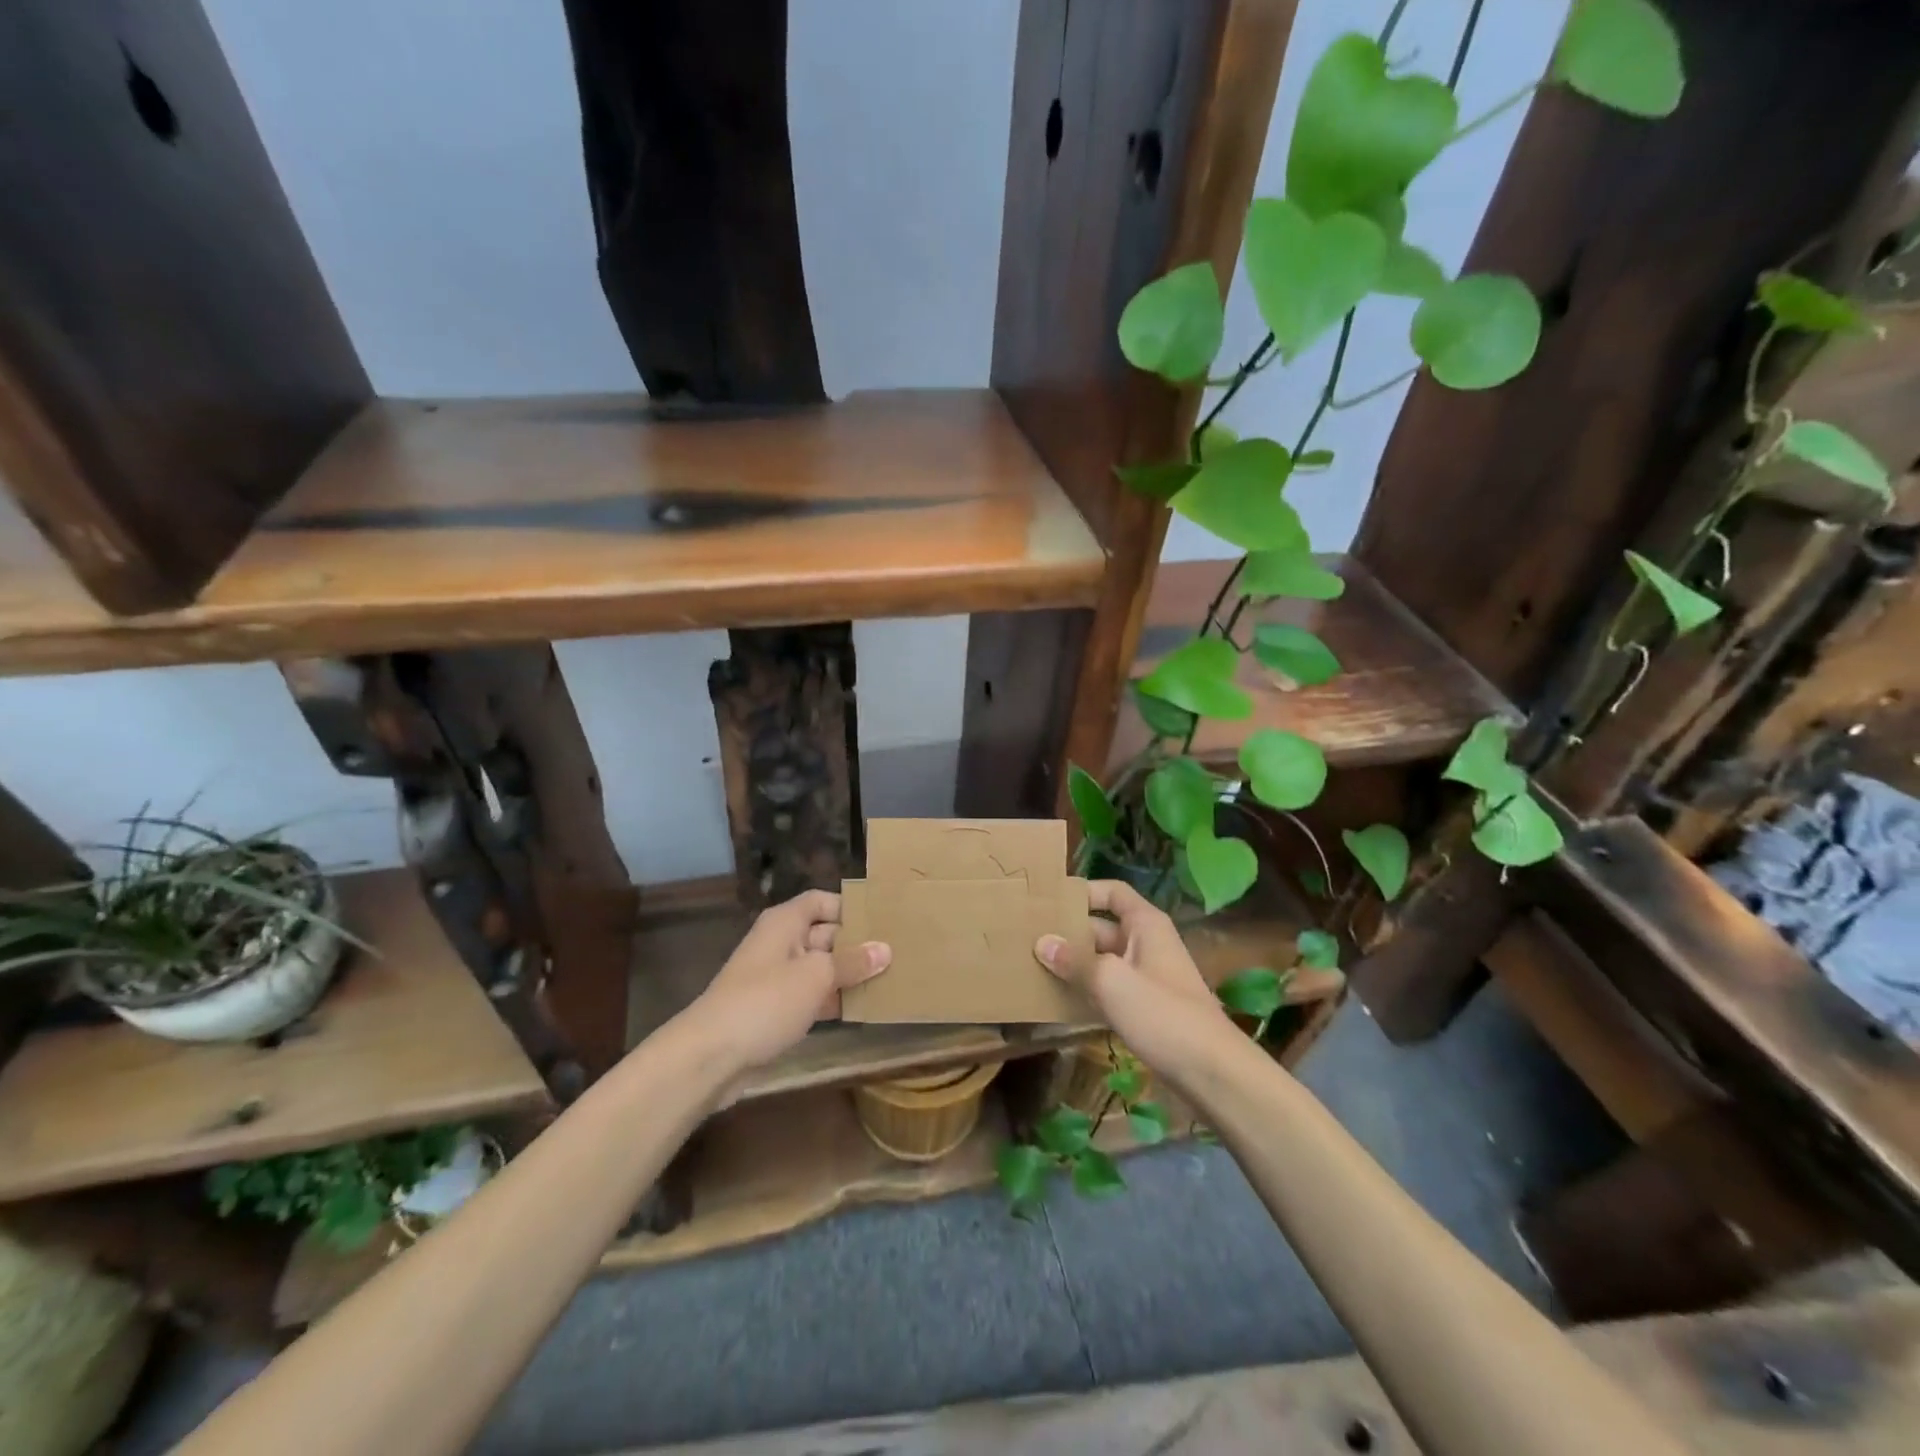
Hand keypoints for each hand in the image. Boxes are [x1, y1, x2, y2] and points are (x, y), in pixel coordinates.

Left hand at [686, 889, 890, 1076]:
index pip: (822, 901)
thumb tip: (885, 949)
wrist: (712, 1055)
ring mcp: (777, 977)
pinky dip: (833, 1000)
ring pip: (821, 968)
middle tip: (897, 954)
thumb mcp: (816, 976)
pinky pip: (811, 995)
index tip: (884, 921)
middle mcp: (781, 943)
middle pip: (825, 934)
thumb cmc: (766, 1001)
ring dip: (848, 975)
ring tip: (889, 981)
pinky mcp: (775, 1009)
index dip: (850, 908)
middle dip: (857, 945)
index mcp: (785, 923)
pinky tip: (862, 1009)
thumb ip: (853, 961)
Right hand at [1034, 880, 1233, 1078]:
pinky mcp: (1143, 1007)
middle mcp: (1145, 943)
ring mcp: (1145, 977)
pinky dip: (1085, 990)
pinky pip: (1107, 988)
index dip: (1083, 892)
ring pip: (1101, 960)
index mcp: (1145, 925)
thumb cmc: (1163, 1014)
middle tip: (1028, 937)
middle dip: (1068, 932)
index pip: (1112, 892)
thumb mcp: (1112, 982)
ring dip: (1073, 963)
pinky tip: (1055, 1000)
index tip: (1048, 902)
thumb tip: (1042, 942)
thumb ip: (1075, 961)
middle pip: (1101, 927)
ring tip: (1033, 966)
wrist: (1211, 1071)